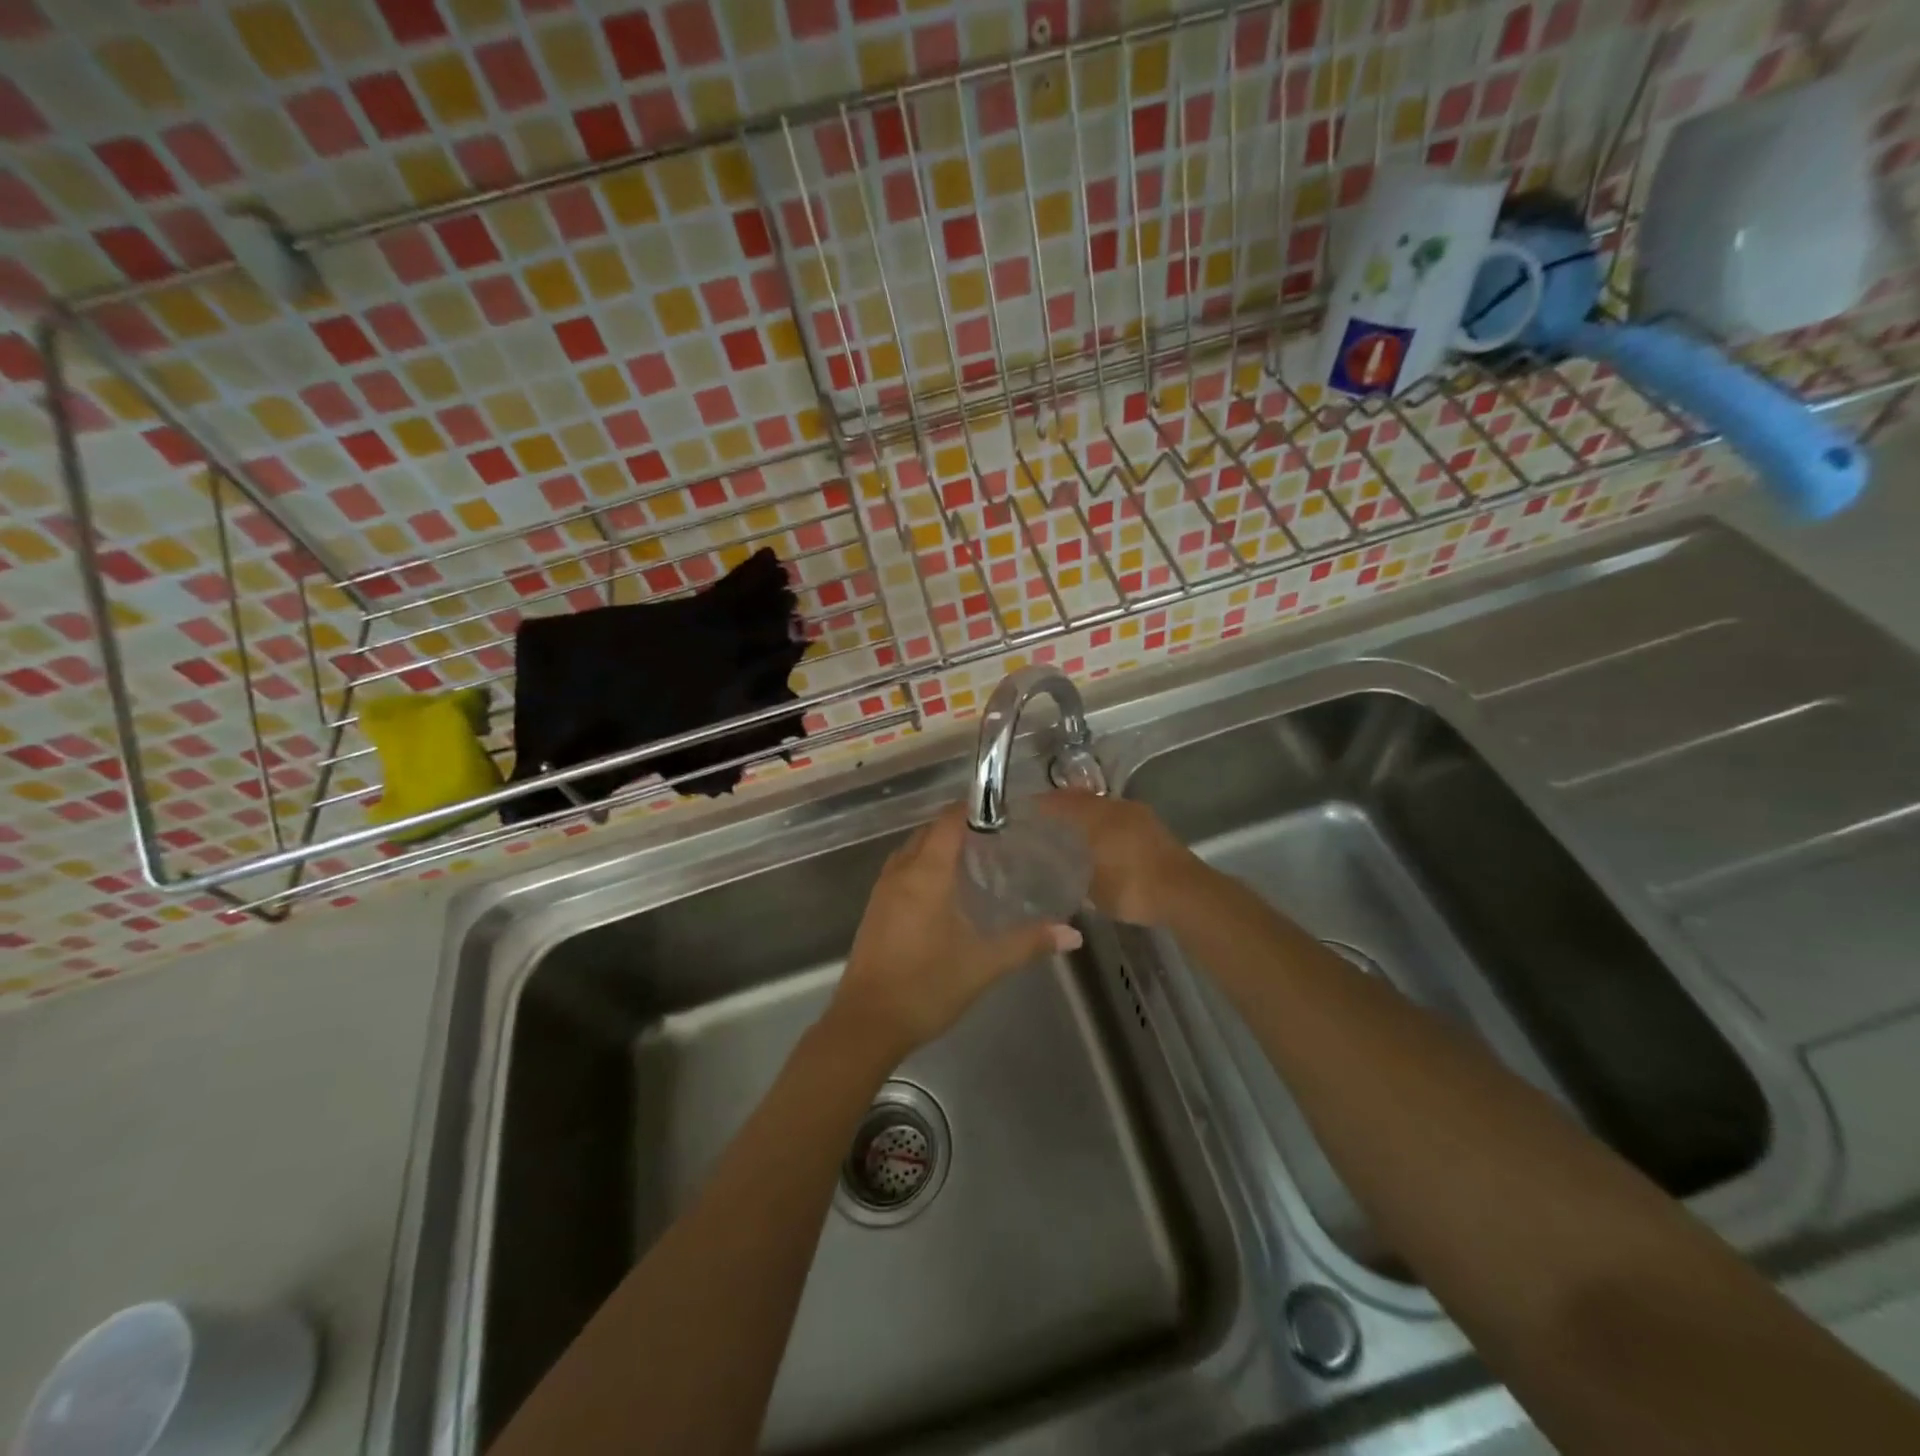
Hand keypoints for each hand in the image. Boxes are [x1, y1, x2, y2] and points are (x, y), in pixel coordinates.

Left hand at [828, 805, 1081, 1061]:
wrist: (866, 1024)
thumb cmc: (926, 986)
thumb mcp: (983, 964)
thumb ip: (1028, 943)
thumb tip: (1072, 934)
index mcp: (925, 874)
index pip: (948, 821)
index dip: (974, 809)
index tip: (1005, 812)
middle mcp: (900, 872)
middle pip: (929, 832)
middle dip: (960, 827)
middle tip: (998, 839)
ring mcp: (883, 891)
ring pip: (912, 850)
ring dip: (939, 847)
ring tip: (976, 860)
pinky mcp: (875, 910)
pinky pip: (902, 870)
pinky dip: (924, 866)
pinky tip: (946, 892)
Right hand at [1035, 790, 1201, 926]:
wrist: (1186, 893)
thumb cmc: (1132, 887)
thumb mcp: (1094, 890)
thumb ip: (1075, 877)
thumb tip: (1061, 873)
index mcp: (1097, 816)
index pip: (1062, 802)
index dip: (1043, 804)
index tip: (1026, 808)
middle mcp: (1117, 808)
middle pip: (1085, 800)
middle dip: (1065, 806)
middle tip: (1047, 818)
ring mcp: (1140, 816)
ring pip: (1106, 808)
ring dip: (1089, 815)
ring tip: (1073, 830)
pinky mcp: (1155, 830)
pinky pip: (1121, 820)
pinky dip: (1107, 826)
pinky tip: (1102, 841)